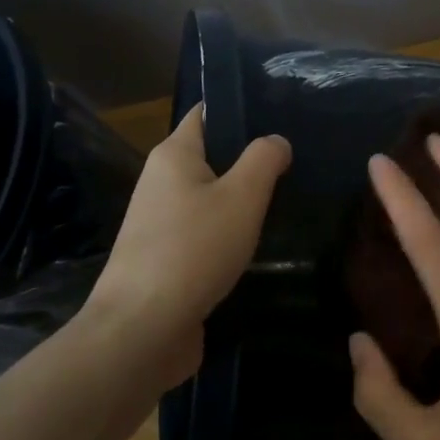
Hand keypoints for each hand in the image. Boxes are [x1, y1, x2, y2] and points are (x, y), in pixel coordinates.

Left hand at [88, 104, 289, 387]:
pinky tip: (257, 244)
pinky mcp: (165, 260)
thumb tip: (276, 140)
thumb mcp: (242, 196)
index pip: (206, 114)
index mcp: (173, 155)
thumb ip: (264, 160)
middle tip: (296, 161)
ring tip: (286, 200)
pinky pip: (203, 233)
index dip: (240, 109)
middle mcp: (160, 182)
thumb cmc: (194, 249)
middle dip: (248, 159)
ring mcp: (159, 224)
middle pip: (210, 157)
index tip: (281, 113)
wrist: (143, 329)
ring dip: (241, 201)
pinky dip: (228, 234)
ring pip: (209, 198)